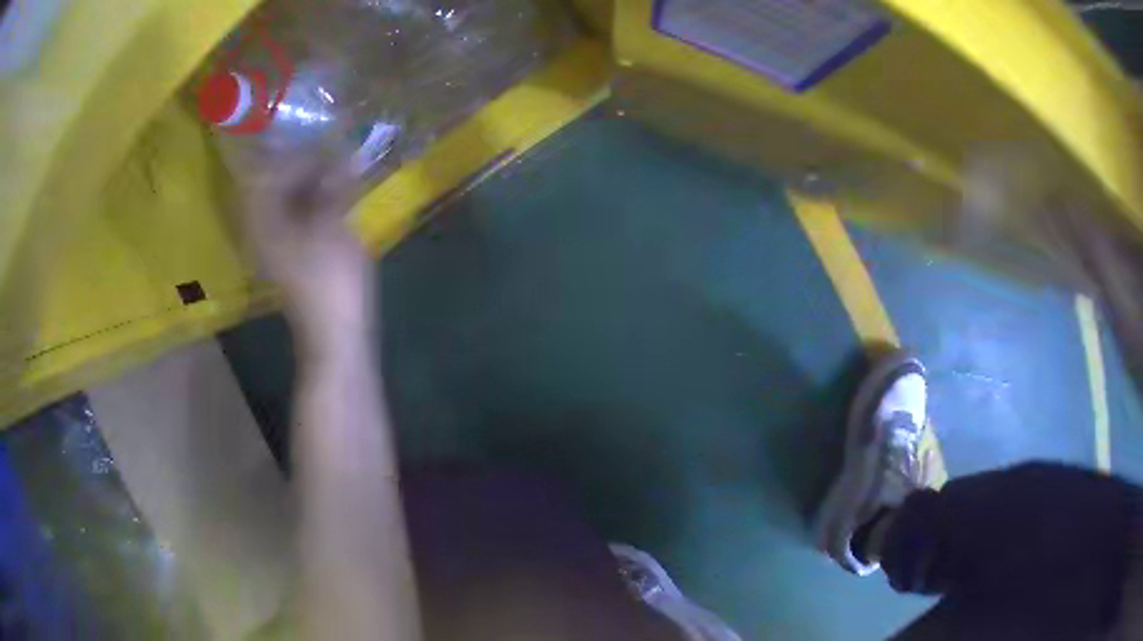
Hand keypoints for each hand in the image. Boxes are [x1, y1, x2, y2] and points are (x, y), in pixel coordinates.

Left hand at [241, 156, 372, 351]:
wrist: (336, 334)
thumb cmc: (330, 279)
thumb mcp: (331, 224)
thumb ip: (331, 186)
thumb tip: (342, 156)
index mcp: (262, 220)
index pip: (266, 171)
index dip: (291, 152)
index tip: (318, 138)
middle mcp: (261, 229)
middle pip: (274, 184)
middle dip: (302, 164)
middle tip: (333, 149)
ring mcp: (276, 245)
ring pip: (287, 200)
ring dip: (310, 182)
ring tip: (339, 167)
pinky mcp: (292, 255)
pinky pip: (297, 216)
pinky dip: (314, 202)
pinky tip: (336, 194)